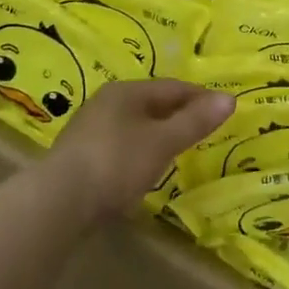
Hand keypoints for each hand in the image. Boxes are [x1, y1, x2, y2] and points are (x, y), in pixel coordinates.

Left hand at [51, 80, 234, 224]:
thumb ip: (195, 121)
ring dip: (159, 134)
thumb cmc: (116, 163)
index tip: (224, 109)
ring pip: (136, 125)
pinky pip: (121, 146)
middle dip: (180, 114)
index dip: (201, 97)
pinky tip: (146, 168)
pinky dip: (140, 151)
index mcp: (126, 91)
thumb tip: (230, 98)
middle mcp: (105, 103)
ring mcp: (90, 130)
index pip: (172, 87)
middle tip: (205, 129)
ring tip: (180, 149)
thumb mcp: (163, 141)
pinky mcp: (81, 157)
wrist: (58, 202)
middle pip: (152, 104)